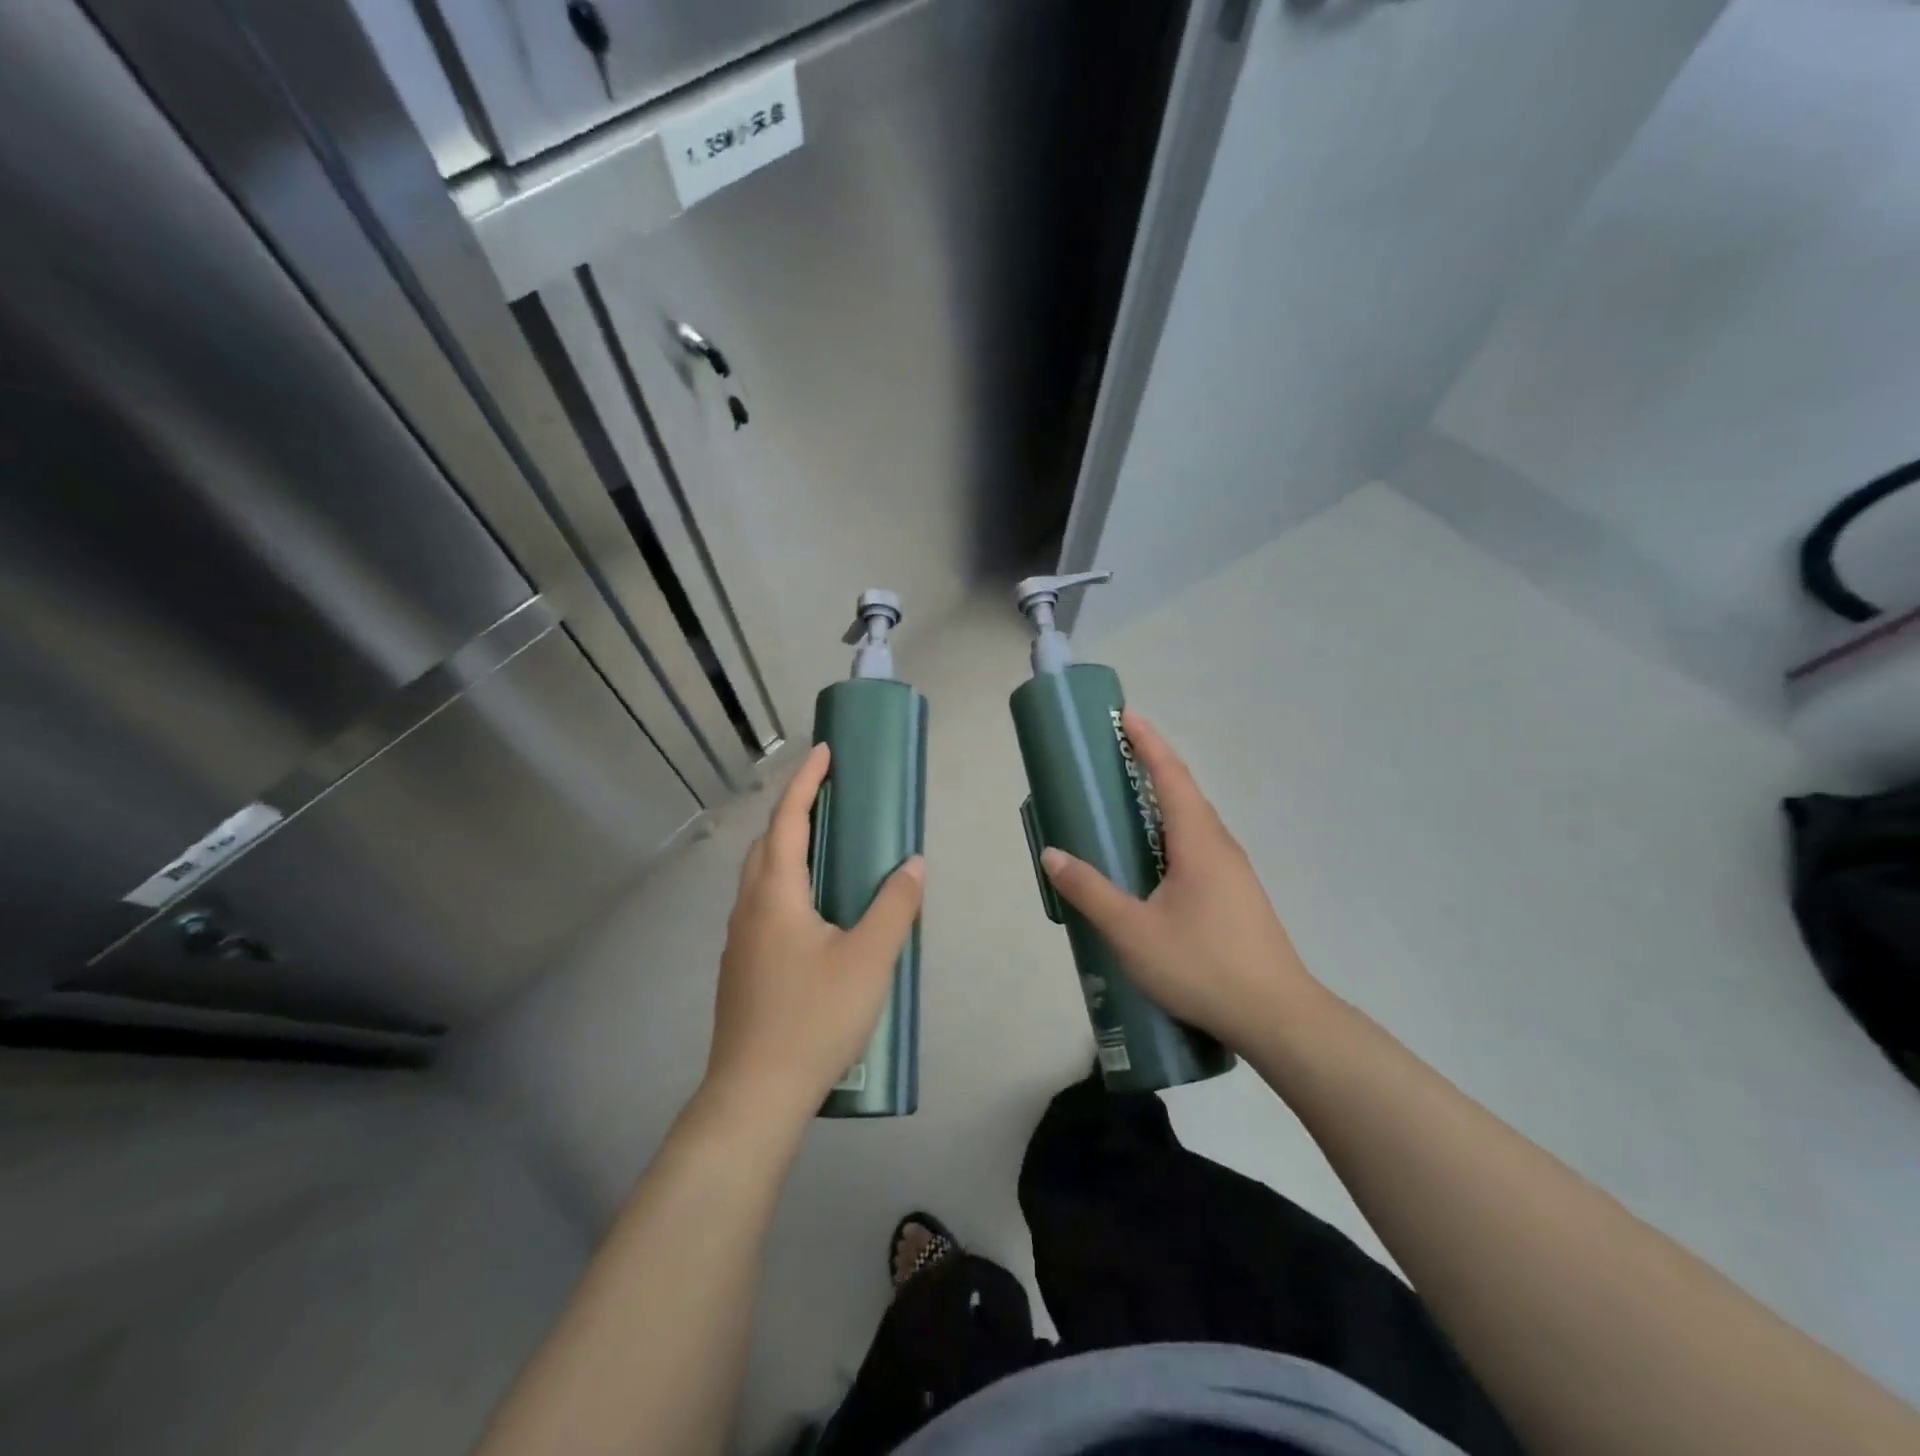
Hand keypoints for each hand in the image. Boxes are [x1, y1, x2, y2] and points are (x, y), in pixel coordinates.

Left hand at [704, 743, 924, 1123]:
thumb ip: (894, 906)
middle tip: (832, 801)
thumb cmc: (813, 1018)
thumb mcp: (869, 959)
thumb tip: (912, 864)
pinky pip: (763, 905)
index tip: (825, 752)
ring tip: (828, 851)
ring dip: (788, 850)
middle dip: (795, 812)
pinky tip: (815, 914)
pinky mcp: (742, 968)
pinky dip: (786, 885)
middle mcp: (749, 907)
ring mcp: (739, 940)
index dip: (806, 781)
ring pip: (761, 877)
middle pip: (767, 843)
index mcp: (775, 893)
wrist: (754, 1095)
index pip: (788, 819)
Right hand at [1040, 710, 1322, 1049]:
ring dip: (1164, 801)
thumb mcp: (1133, 931)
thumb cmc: (1202, 966)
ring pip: (1194, 822)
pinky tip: (1154, 860)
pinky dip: (1172, 832)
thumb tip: (1051, 855)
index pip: (1171, 776)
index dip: (1148, 742)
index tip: (1125, 715)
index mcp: (1198, 842)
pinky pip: (1199, 846)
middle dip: (1152, 765)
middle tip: (1115, 756)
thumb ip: (1091, 891)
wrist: (1277, 1017)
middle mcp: (1220, 846)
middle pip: (1185, 793)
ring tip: (1128, 803)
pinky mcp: (1237, 895)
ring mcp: (1234, 872)